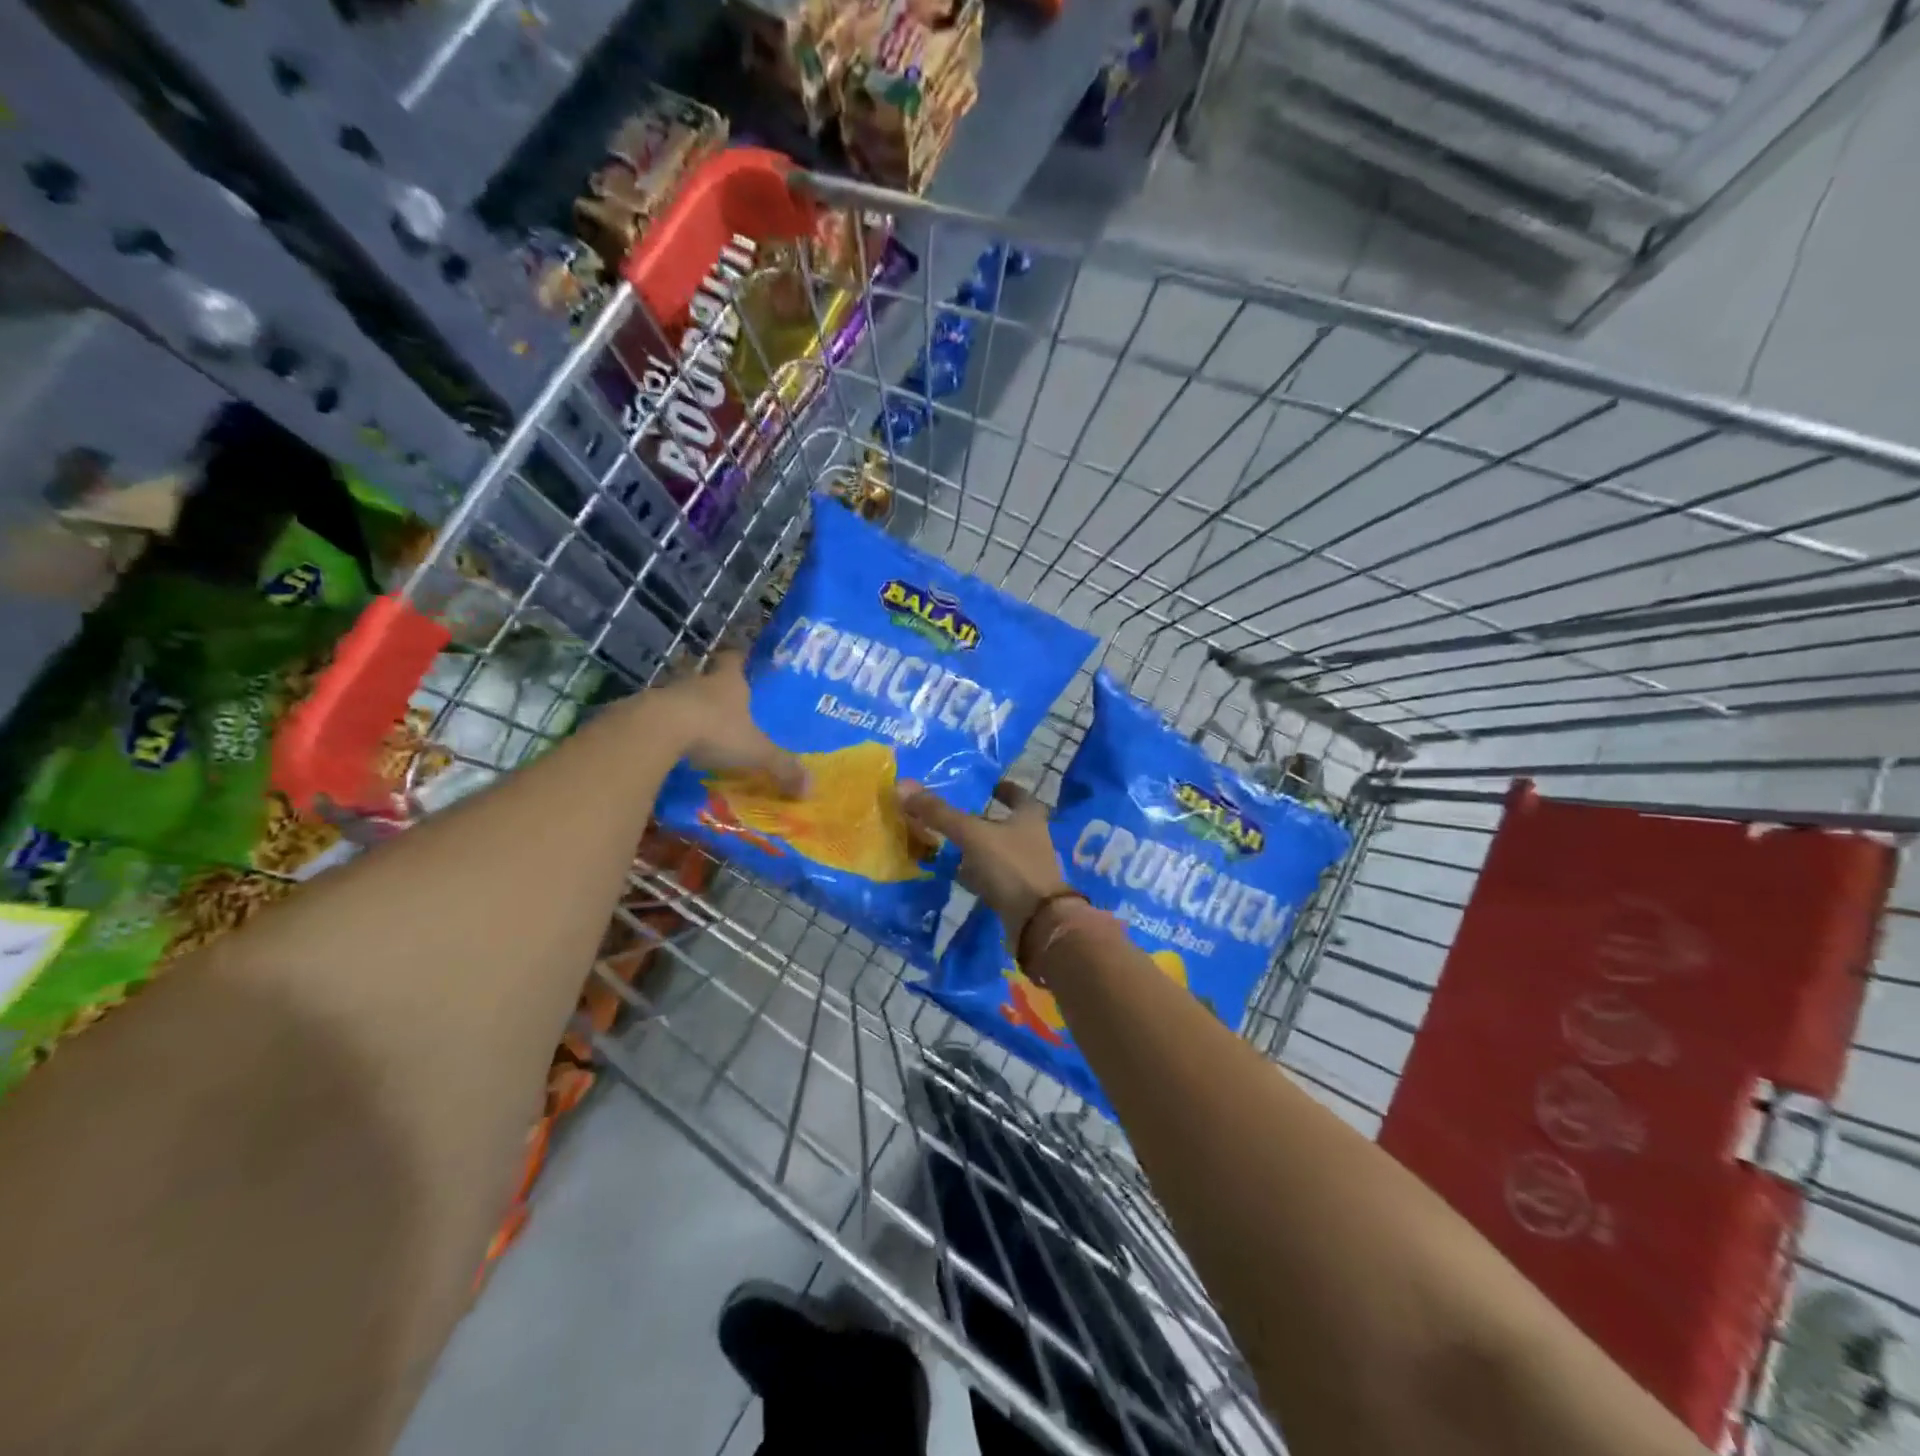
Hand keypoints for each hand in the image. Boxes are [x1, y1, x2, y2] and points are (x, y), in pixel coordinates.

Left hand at [655, 650, 805, 795]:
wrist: (656, 730)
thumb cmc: (715, 729)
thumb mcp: (756, 751)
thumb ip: (782, 767)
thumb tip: (810, 788)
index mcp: (729, 681)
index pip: (735, 659)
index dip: (741, 660)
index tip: (745, 663)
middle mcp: (699, 681)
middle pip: (709, 679)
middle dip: (719, 692)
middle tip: (731, 708)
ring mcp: (669, 695)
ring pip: (685, 698)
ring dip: (693, 711)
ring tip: (704, 732)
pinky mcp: (645, 713)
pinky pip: (663, 719)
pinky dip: (671, 730)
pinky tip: (677, 748)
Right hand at [898, 779, 1070, 934]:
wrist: (1037, 923)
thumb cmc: (1010, 866)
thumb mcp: (972, 835)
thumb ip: (940, 813)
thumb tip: (903, 786)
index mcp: (1029, 816)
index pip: (1017, 794)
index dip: (1003, 788)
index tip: (987, 785)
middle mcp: (1031, 838)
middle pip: (1004, 823)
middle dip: (981, 820)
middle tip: (953, 815)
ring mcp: (1025, 867)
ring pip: (996, 850)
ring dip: (975, 848)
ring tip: (947, 844)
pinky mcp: (1016, 892)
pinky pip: (992, 876)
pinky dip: (975, 873)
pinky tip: (957, 875)